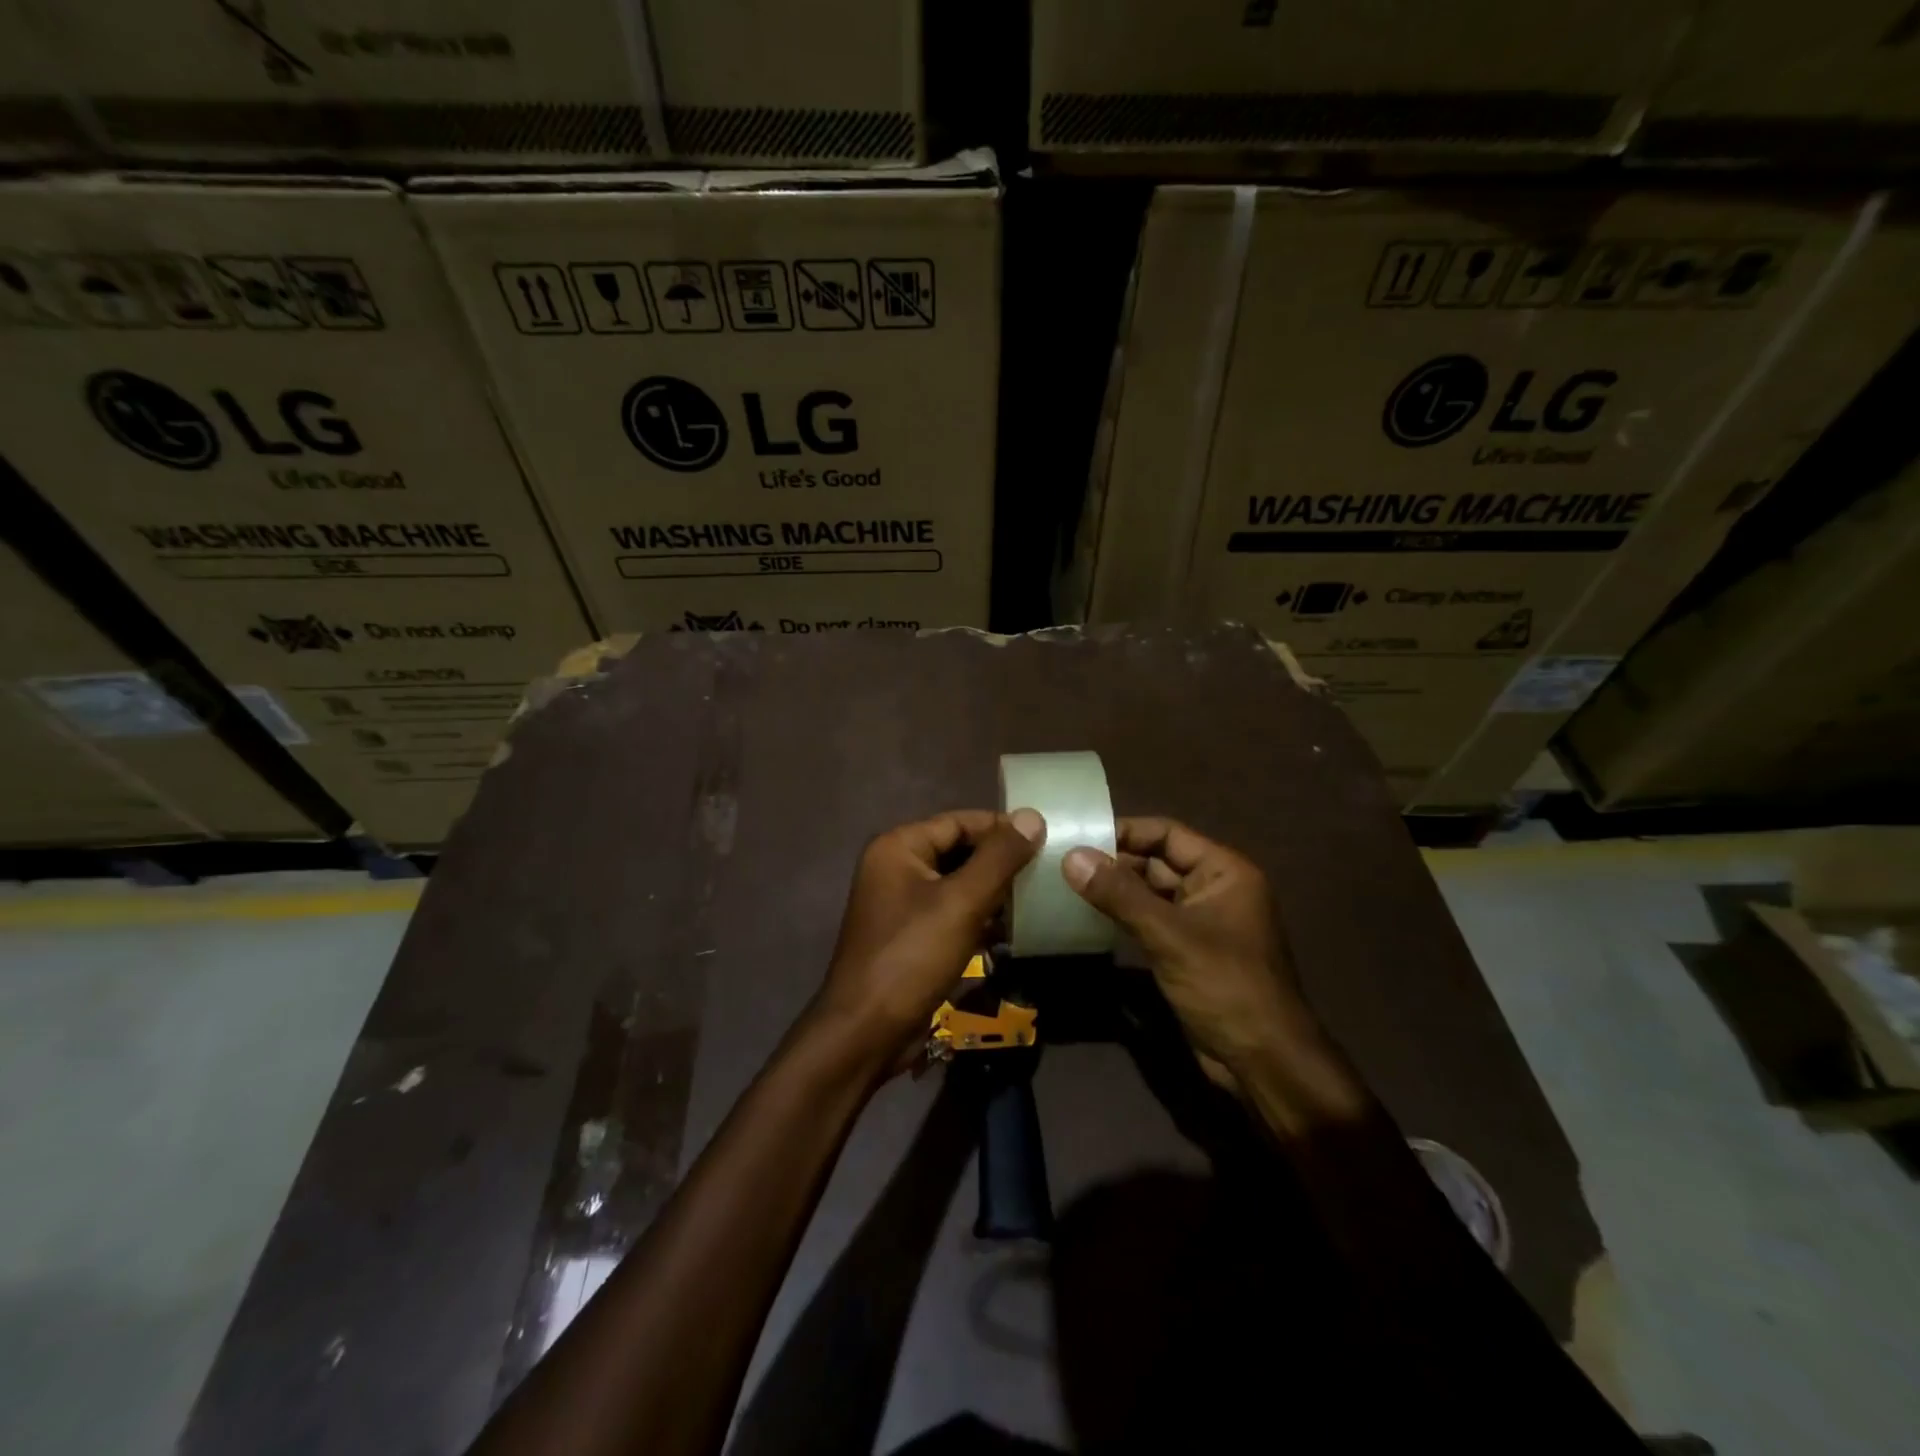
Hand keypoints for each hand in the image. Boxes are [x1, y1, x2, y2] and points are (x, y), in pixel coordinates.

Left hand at [813, 809, 1043, 1072]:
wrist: (866, 1032)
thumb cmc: (912, 957)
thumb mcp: (962, 903)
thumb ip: (999, 857)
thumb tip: (1033, 816)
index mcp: (899, 848)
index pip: (958, 821)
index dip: (1001, 827)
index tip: (1045, 837)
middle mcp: (896, 868)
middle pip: (958, 851)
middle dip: (1000, 862)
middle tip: (1046, 870)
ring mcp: (901, 904)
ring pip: (958, 884)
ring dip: (993, 892)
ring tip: (1037, 898)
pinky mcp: (911, 936)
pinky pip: (951, 913)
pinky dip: (979, 918)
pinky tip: (1013, 930)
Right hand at [1060, 818, 1341, 1089]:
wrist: (1263, 1062)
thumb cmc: (1225, 986)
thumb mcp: (1169, 935)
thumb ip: (1120, 894)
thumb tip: (1072, 857)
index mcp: (1224, 871)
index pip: (1168, 834)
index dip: (1125, 831)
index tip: (1080, 836)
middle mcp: (1214, 889)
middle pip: (1157, 862)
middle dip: (1114, 862)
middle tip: (1063, 862)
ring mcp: (1201, 922)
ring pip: (1151, 894)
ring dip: (1115, 891)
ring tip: (1066, 885)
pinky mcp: (1188, 952)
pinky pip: (1151, 922)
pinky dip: (1123, 918)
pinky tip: (1088, 918)